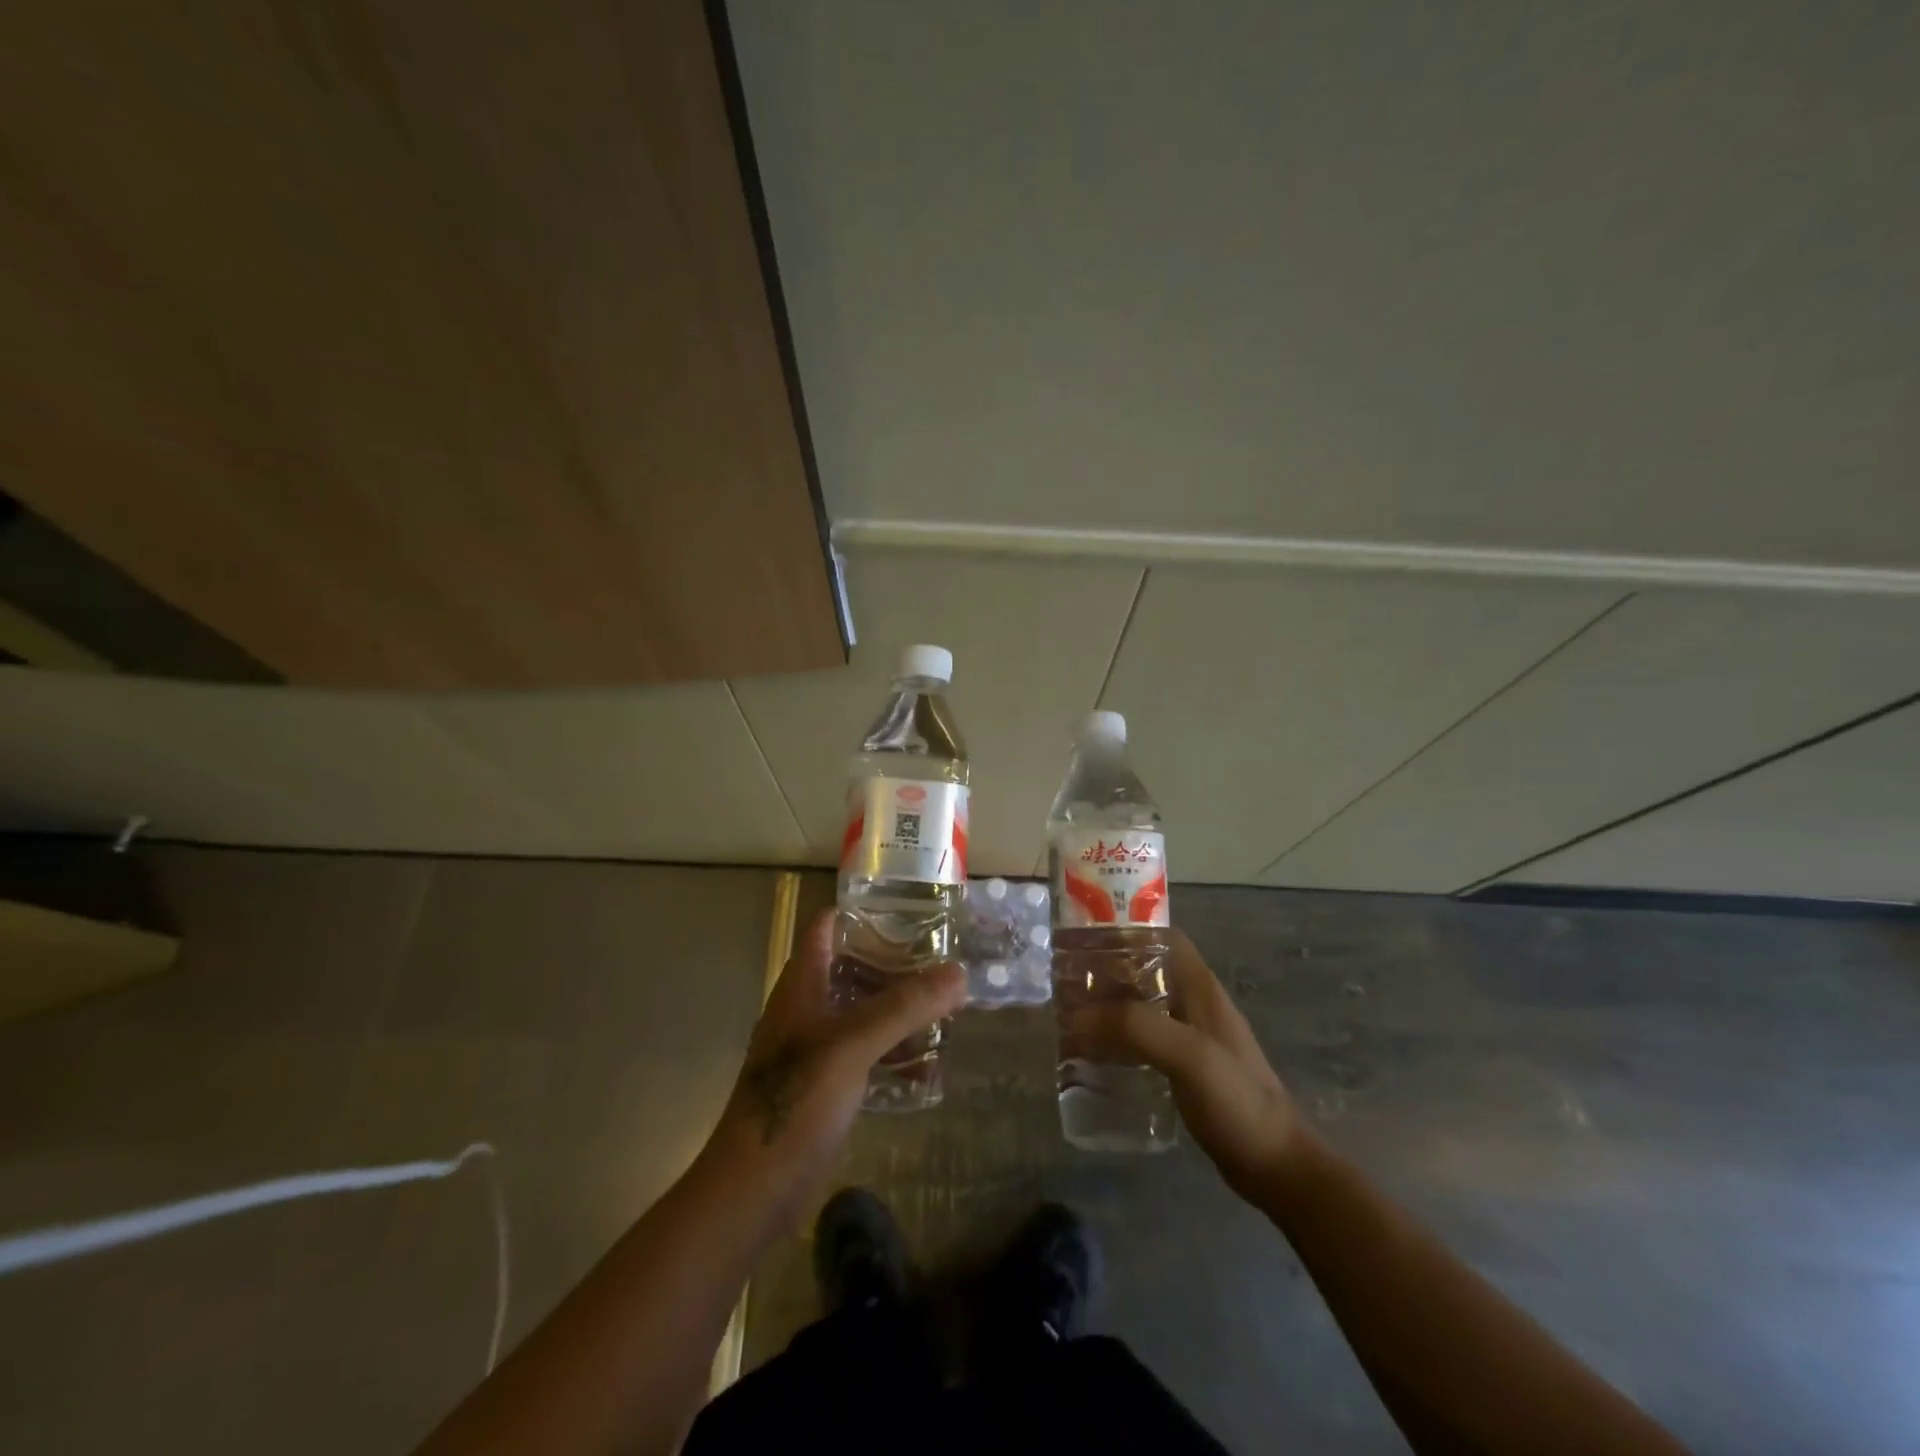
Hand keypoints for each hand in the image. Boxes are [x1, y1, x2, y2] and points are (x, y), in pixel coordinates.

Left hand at [701, 908, 964, 1225]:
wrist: (754, 1189)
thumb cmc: (797, 1099)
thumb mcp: (854, 1044)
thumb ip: (906, 1007)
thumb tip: (959, 973)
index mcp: (802, 985)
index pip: (827, 927)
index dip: (863, 912)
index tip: (911, 910)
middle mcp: (808, 1009)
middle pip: (853, 968)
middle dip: (896, 964)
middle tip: (943, 961)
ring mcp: (816, 1048)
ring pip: (863, 1012)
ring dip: (900, 1010)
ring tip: (946, 1007)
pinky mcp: (827, 1084)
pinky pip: (867, 1054)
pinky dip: (895, 1052)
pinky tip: (929, 1065)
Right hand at [1069, 929, 1316, 1206]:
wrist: (1275, 1166)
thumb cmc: (1237, 1100)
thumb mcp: (1188, 1055)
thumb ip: (1136, 1027)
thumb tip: (1078, 1016)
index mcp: (1200, 988)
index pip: (1162, 937)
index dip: (1125, 930)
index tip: (1084, 938)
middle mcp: (1195, 1004)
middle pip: (1146, 970)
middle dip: (1108, 971)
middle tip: (1066, 981)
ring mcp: (1192, 1037)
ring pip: (1143, 1005)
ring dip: (1111, 1006)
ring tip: (1071, 1015)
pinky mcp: (1187, 1068)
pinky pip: (1145, 1039)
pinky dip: (1119, 1039)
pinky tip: (1096, 1054)